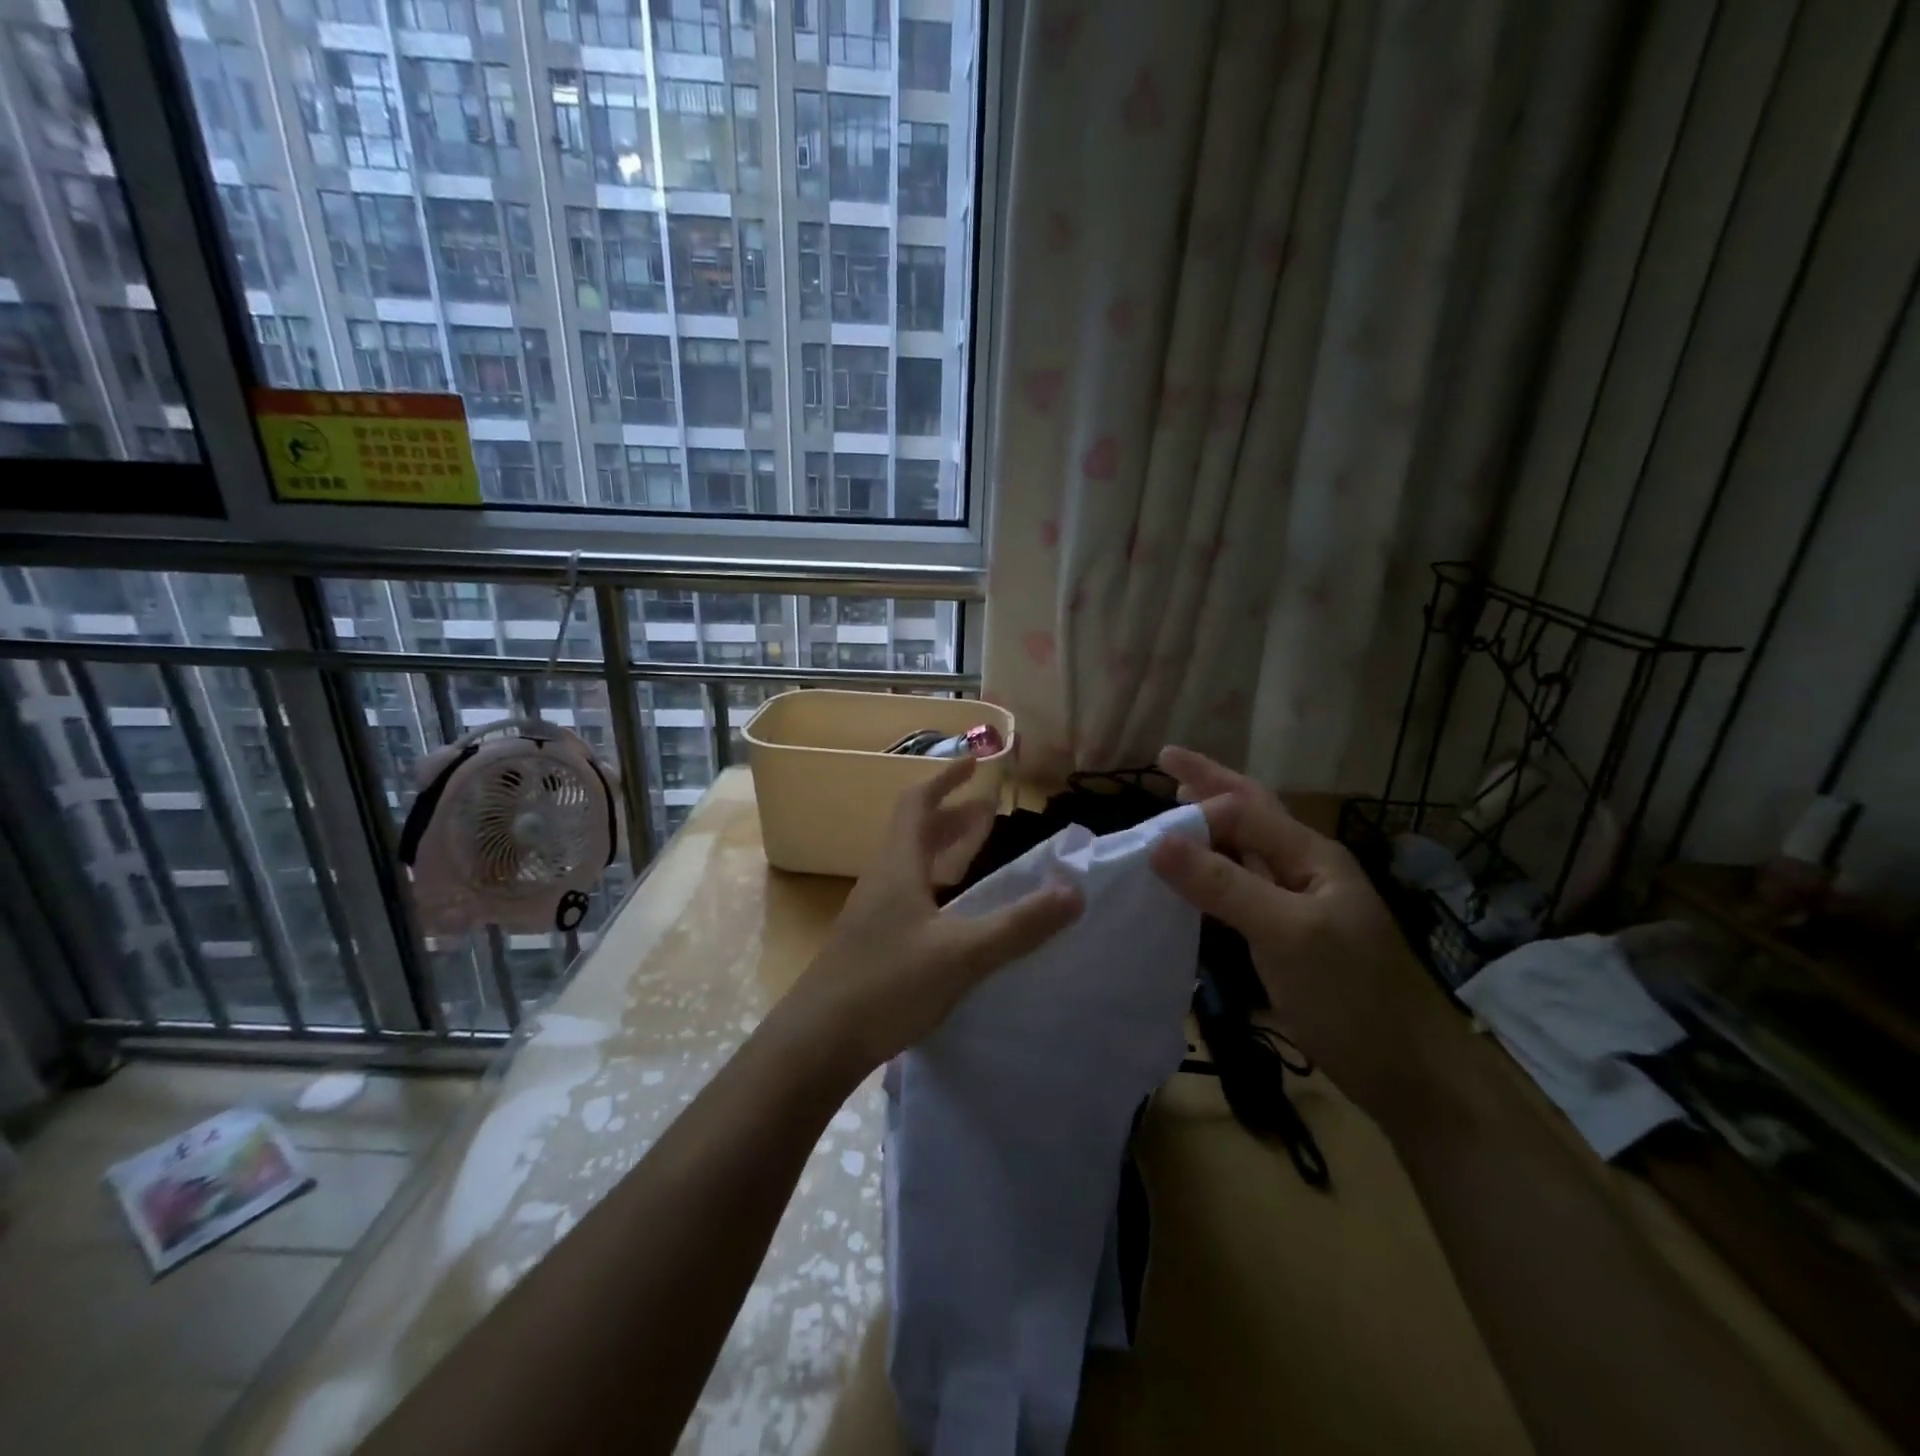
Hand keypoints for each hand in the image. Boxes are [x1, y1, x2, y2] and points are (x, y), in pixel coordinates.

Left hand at [784, 756, 1082, 1075]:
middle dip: (952, 815)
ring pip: (912, 865)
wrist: (817, 1042)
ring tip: (977, 851)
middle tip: (989, 810)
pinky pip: (910, 895)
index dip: (946, 779)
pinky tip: (954, 913)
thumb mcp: (962, 954)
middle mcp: (882, 880)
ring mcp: (873, 913)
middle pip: (915, 832)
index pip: (918, 804)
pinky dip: (937, 885)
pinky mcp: (872, 943)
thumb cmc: (887, 985)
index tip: (975, 764)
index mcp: (898, 867)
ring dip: (944, 849)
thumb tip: (1074, 891)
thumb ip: (1019, 924)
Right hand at [1148, 745, 1464, 1127]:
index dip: (1202, 792)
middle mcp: (1304, 868)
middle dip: (1210, 784)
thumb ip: (1223, 885)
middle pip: (1250, 813)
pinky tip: (1192, 873)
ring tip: (1175, 804)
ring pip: (1244, 846)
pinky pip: (1240, 883)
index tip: (1156, 781)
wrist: (1398, 1070)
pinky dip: (1211, 867)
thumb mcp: (1284, 933)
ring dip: (1209, 823)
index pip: (1246, 808)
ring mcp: (1297, 900)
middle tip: (1167, 762)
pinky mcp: (1286, 931)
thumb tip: (1158, 841)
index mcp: (1311, 856)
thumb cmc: (1347, 995)